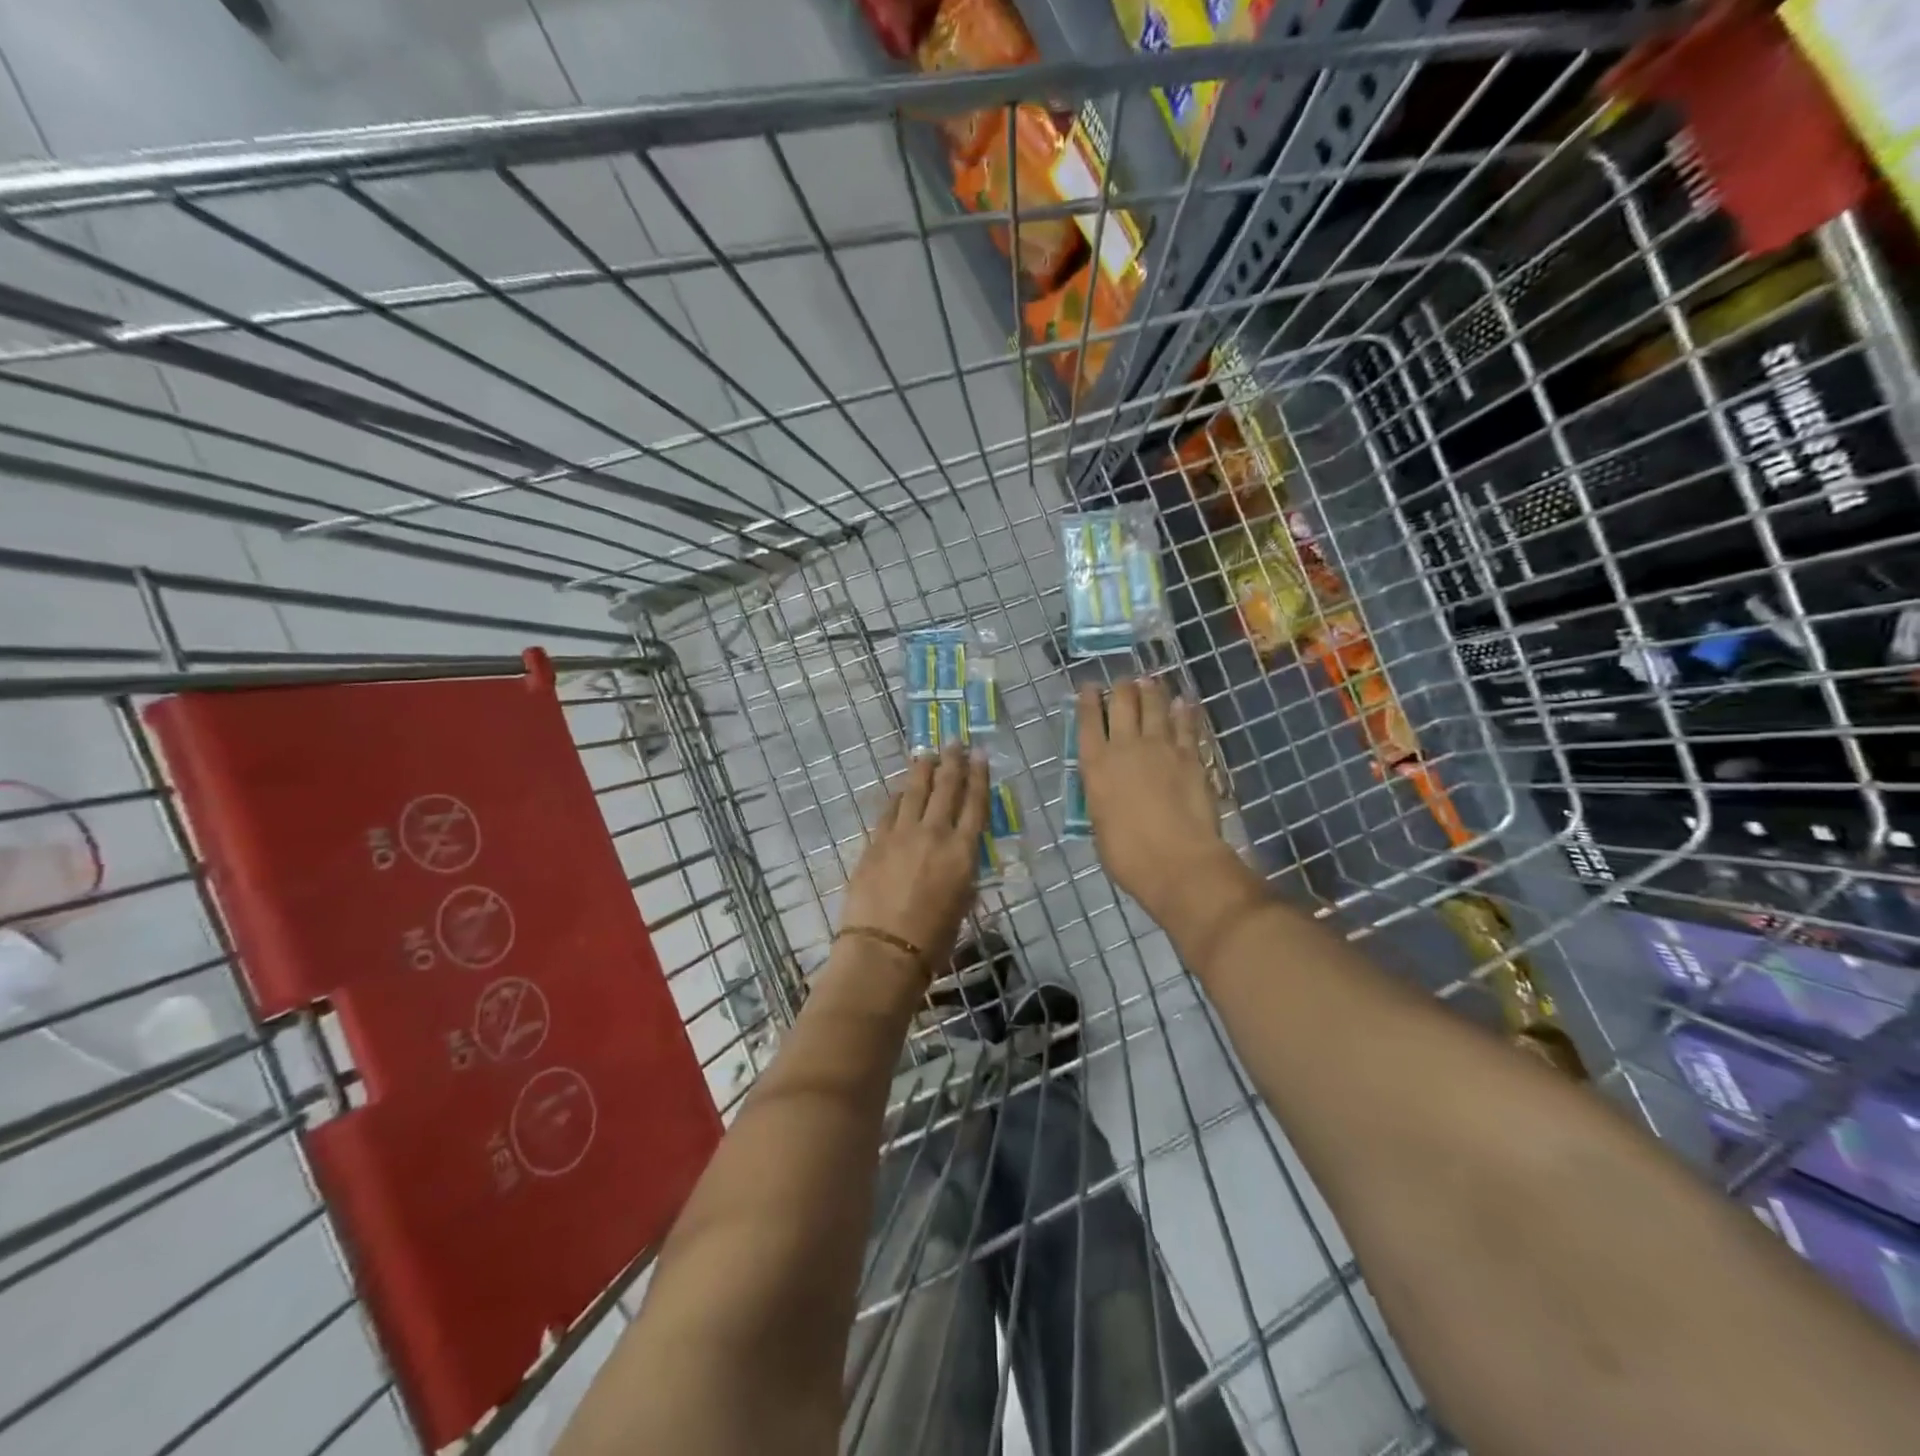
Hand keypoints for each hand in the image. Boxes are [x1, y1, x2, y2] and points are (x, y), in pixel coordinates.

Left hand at [840, 745, 987, 970]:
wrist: (884, 949)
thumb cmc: (933, 940)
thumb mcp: (962, 904)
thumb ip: (963, 874)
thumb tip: (959, 860)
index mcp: (963, 852)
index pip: (975, 804)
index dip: (979, 777)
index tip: (980, 756)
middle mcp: (935, 834)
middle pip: (946, 788)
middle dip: (952, 762)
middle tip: (955, 742)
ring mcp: (902, 835)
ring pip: (915, 791)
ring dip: (922, 770)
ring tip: (927, 754)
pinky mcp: (876, 842)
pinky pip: (890, 810)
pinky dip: (899, 796)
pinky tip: (902, 788)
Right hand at [1077, 678, 1244, 927]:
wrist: (1178, 862)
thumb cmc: (1128, 855)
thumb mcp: (1100, 825)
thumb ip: (1102, 797)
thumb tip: (1107, 789)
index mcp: (1096, 766)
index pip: (1088, 723)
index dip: (1088, 701)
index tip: (1088, 687)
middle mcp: (1126, 747)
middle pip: (1123, 705)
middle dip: (1121, 689)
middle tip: (1123, 682)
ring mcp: (1161, 748)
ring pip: (1155, 707)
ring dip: (1151, 691)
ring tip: (1150, 681)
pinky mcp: (1191, 756)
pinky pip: (1186, 725)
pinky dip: (1183, 711)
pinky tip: (1183, 702)